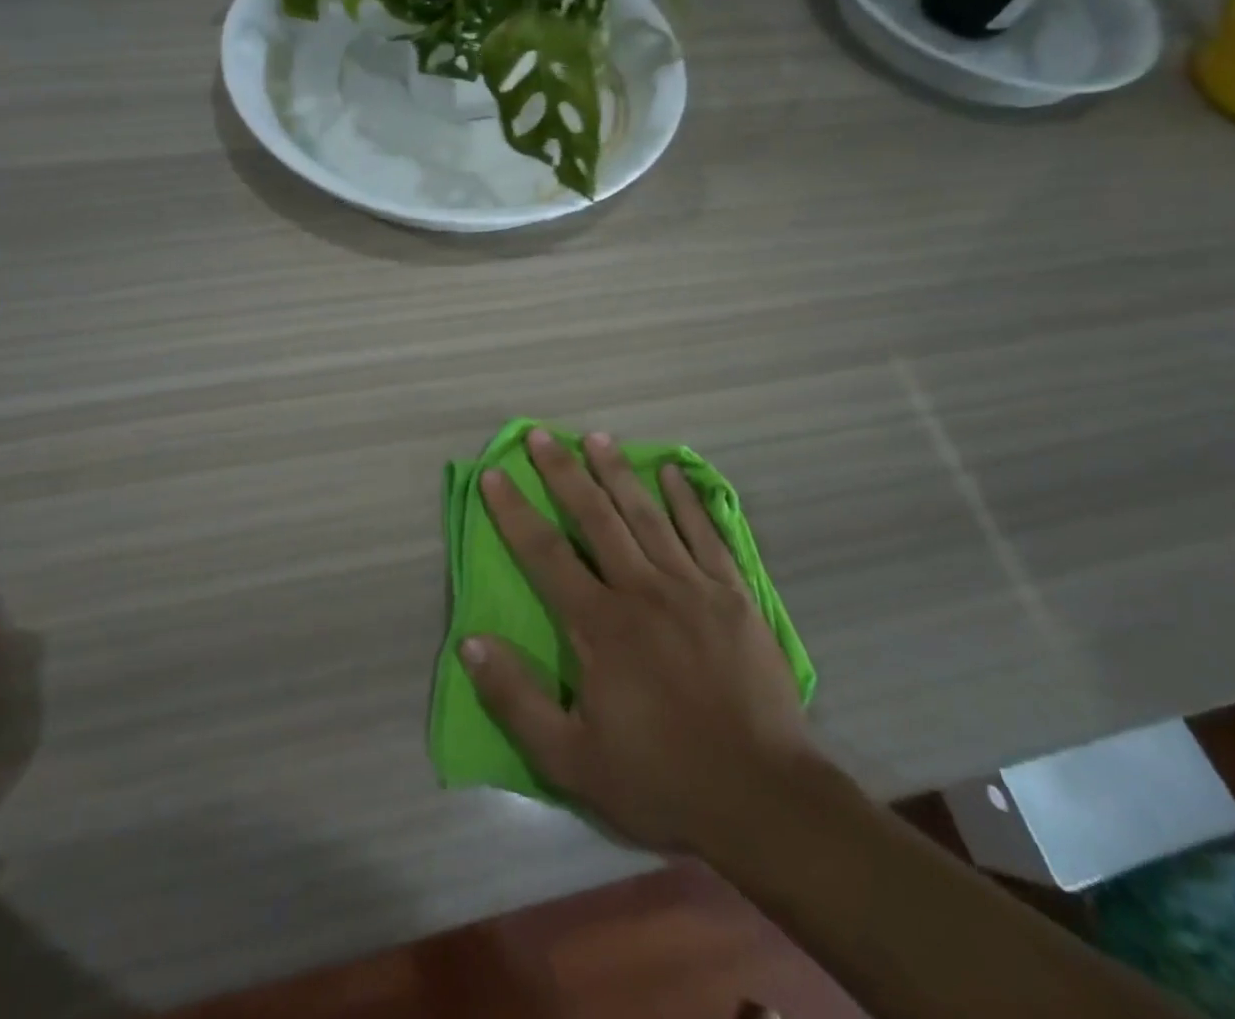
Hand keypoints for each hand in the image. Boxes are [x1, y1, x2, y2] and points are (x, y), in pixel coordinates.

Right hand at [460, 429, 816, 854]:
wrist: (764, 800)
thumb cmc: (661, 781)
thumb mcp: (571, 761)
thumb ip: (516, 699)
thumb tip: (470, 642)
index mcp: (600, 626)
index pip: (544, 553)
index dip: (514, 511)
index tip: (493, 474)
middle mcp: (642, 590)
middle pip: (596, 517)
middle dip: (565, 472)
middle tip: (543, 435)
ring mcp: (692, 587)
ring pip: (648, 514)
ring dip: (619, 472)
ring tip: (598, 437)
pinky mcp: (733, 595)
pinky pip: (705, 534)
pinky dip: (687, 500)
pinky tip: (673, 472)